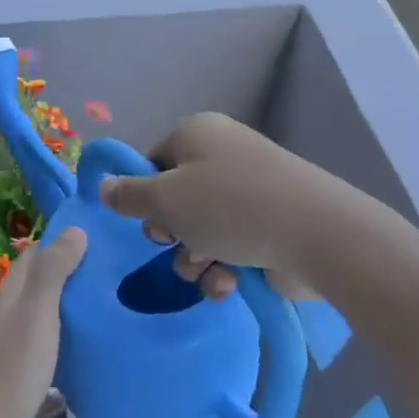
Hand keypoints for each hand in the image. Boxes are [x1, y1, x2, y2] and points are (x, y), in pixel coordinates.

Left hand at [0, 228, 87, 417]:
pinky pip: (34, 338)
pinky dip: (54, 334)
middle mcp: (2, 311)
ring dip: (60, 305)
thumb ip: (53, 273)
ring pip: (33, 311)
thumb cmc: (10, 367)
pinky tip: (73, 347)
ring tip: (96, 308)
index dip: (61, 244)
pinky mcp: (5, 368)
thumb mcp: (38, 314)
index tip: (97, 244)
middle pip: (33, 282)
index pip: (34, 255)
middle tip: (105, 276)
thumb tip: (74, 229)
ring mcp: (0, 341)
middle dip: (64, 273)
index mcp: (9, 293)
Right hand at [98, 114, 323, 301]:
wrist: (316, 234)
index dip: (143, 194)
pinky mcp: (269, 226)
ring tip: (207, 268)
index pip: (153, 161)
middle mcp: (223, 156)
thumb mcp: (166, 199)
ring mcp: (250, 192)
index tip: (144, 219)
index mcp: (197, 134)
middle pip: (175, 199)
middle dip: (170, 232)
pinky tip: (229, 283)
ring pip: (200, 230)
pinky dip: (224, 268)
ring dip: (194, 257)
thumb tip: (102, 187)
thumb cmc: (230, 207)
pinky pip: (231, 246)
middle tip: (174, 243)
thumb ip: (128, 196)